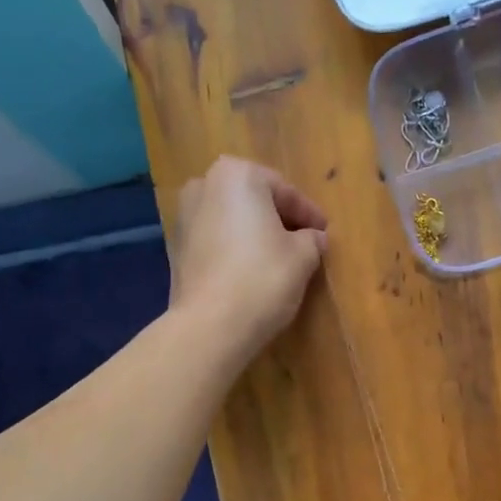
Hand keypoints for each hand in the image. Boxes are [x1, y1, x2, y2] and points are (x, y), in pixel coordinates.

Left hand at [168, 158, 328, 356]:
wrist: (210, 325)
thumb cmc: (262, 278)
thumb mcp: (303, 256)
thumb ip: (312, 239)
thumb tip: (313, 238)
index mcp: (237, 175)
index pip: (284, 192)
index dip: (309, 214)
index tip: (324, 232)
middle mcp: (204, 186)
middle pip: (254, 201)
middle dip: (278, 220)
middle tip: (303, 243)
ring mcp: (184, 217)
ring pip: (232, 221)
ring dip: (254, 235)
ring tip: (278, 260)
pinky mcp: (176, 249)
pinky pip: (215, 242)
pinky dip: (234, 250)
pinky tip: (250, 272)